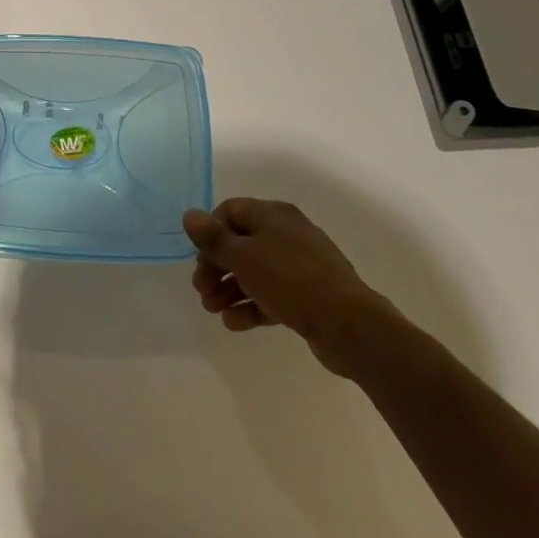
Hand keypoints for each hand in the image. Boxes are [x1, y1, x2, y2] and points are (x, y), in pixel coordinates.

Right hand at [184, 198, 402, 378]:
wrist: (350, 326)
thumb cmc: (291, 281)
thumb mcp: (244, 257)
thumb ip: (213, 238)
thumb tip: (189, 214)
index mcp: (274, 215)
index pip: (231, 211)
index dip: (210, 232)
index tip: (199, 258)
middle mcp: (287, 233)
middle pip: (241, 243)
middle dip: (217, 267)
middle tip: (202, 291)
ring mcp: (301, 266)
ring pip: (255, 271)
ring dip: (230, 289)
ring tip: (214, 311)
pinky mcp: (309, 295)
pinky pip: (272, 294)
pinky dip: (252, 305)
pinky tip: (235, 324)